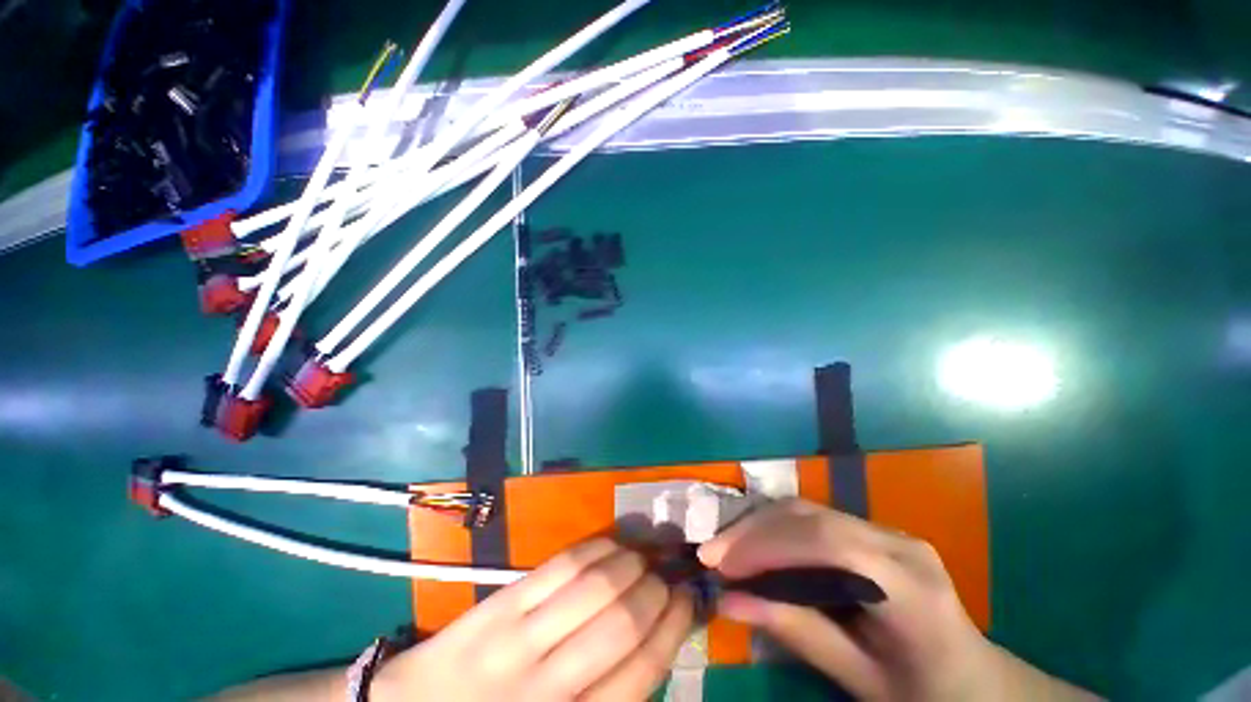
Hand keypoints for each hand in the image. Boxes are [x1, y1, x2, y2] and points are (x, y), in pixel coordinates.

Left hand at [374, 538, 693, 700]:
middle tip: (665, 578)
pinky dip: (598, 548)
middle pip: (624, 621)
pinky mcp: (502, 603)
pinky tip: (610, 547)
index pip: (643, 669)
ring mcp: (520, 638)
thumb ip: (607, 694)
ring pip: (596, 585)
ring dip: (631, 563)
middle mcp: (549, 686)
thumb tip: (654, 642)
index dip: (673, 626)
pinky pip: (563, 565)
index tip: (686, 600)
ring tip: (641, 559)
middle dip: (656, 590)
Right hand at [698, 500, 1096, 701]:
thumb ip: (798, 634)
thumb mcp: (863, 682)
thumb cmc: (927, 696)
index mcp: (911, 586)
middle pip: (811, 517)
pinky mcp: (873, 532)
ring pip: (807, 510)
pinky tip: (756, 547)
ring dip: (760, 526)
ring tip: (725, 550)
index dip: (767, 547)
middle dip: (753, 531)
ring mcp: (887, 531)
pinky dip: (776, 530)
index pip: (828, 544)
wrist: (978, 684)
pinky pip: (814, 520)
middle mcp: (899, 542)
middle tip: (711, 554)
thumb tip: (730, 601)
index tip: (719, 564)